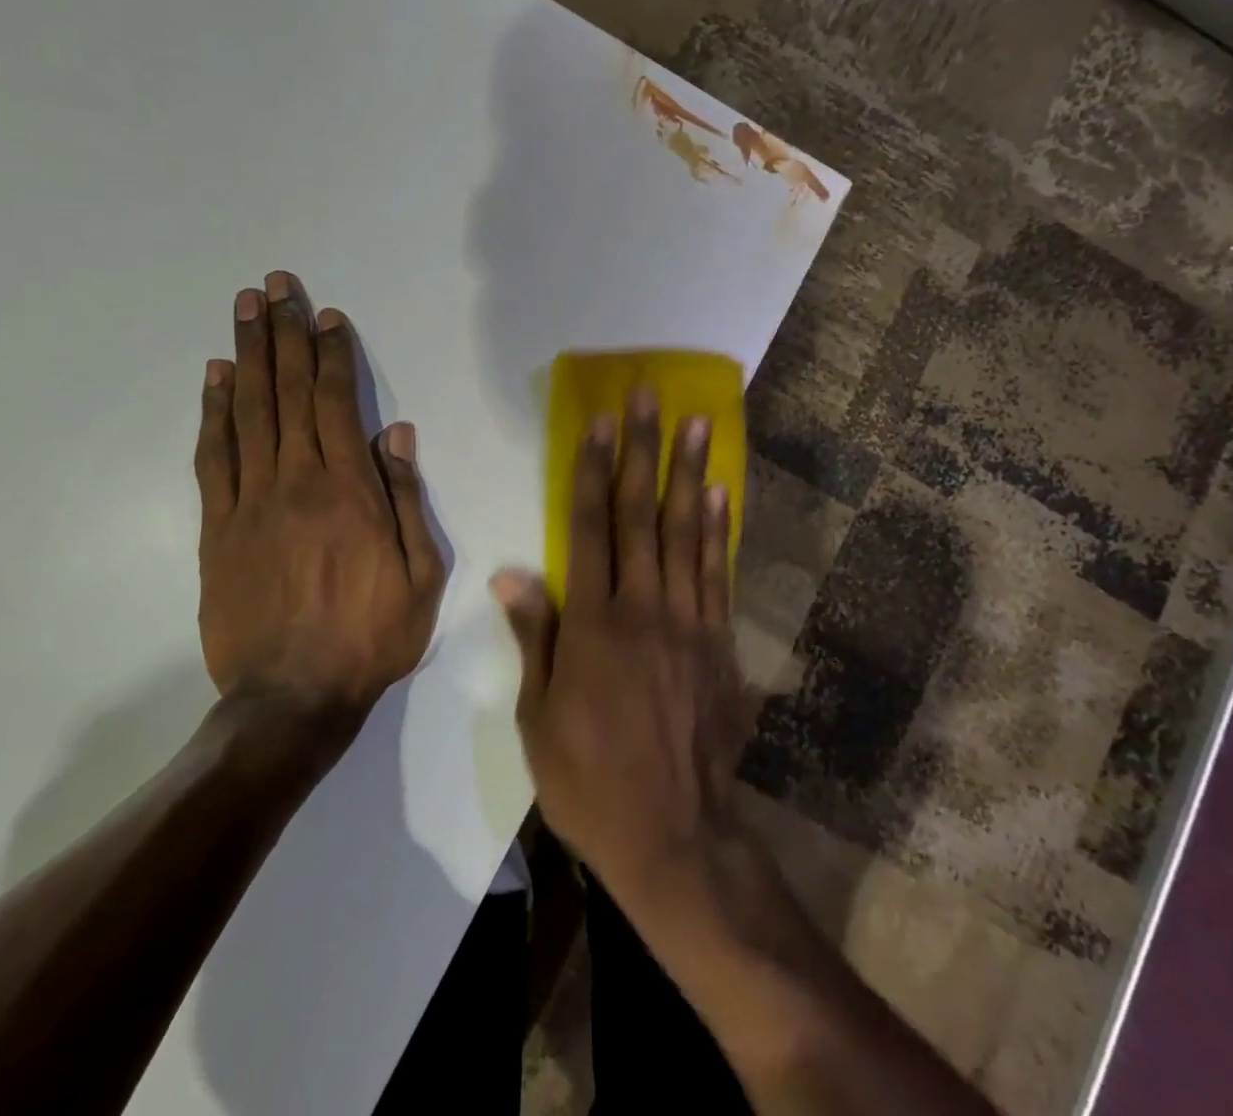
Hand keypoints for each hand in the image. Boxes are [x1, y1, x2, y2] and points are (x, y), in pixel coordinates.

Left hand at [195, 271, 444, 719]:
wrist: (293, 698)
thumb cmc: (371, 636)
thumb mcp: (421, 575)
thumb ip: (407, 500)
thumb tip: (398, 435)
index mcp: (350, 491)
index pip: (337, 404)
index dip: (331, 355)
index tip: (325, 315)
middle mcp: (297, 482)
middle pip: (288, 393)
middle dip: (283, 334)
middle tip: (273, 285)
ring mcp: (251, 502)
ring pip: (248, 413)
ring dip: (246, 356)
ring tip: (243, 309)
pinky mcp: (218, 528)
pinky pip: (214, 457)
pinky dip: (213, 412)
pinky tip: (214, 377)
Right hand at [493, 386, 749, 897]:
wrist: (675, 835)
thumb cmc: (590, 781)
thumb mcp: (539, 719)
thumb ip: (535, 637)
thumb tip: (512, 574)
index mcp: (594, 626)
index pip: (591, 530)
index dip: (595, 472)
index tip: (602, 424)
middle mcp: (644, 609)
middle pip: (642, 516)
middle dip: (644, 451)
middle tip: (650, 398)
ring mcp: (689, 622)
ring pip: (687, 533)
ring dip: (690, 473)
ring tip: (697, 424)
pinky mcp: (720, 642)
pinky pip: (718, 573)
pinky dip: (719, 529)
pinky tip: (720, 493)